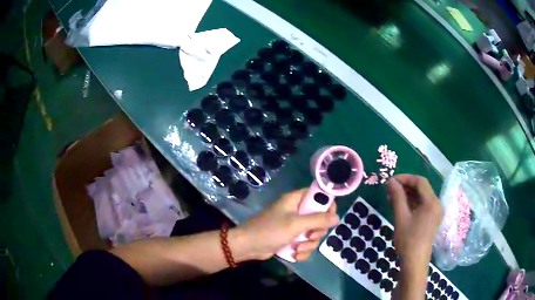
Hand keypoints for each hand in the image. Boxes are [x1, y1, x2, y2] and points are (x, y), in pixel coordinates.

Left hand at [238, 189, 338, 261]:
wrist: (248, 246)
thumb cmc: (270, 230)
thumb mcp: (296, 224)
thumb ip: (318, 220)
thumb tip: (337, 217)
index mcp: (295, 200)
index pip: (318, 196)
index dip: (327, 205)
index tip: (330, 217)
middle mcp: (296, 211)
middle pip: (319, 218)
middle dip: (316, 231)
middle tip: (310, 236)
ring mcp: (293, 226)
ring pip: (312, 234)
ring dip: (309, 244)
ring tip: (298, 248)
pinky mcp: (290, 239)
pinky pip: (304, 244)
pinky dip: (302, 251)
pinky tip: (296, 255)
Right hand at [387, 175, 443, 268]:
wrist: (415, 262)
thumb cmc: (408, 240)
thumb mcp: (401, 217)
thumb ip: (397, 197)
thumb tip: (391, 181)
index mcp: (431, 202)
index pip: (420, 182)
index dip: (405, 178)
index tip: (391, 181)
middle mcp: (437, 204)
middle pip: (422, 188)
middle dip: (406, 186)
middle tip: (390, 189)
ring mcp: (435, 212)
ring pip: (422, 196)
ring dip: (408, 194)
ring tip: (393, 197)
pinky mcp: (432, 218)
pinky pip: (423, 205)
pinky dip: (412, 203)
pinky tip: (401, 206)